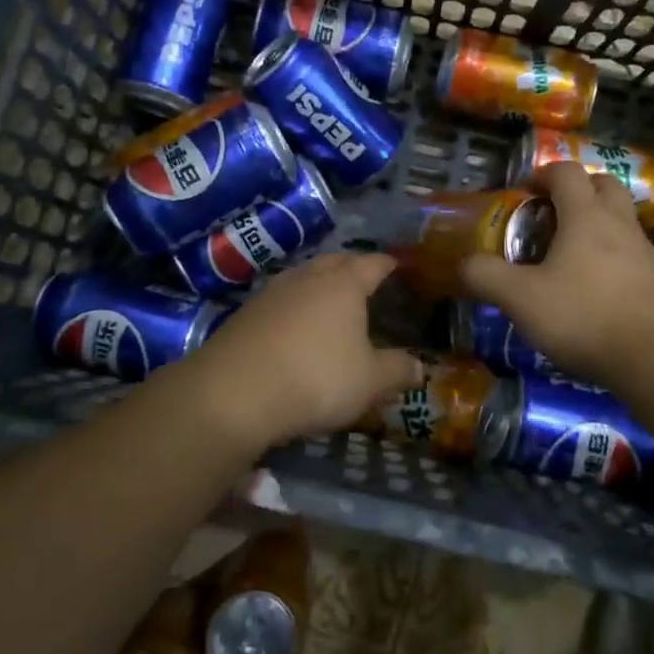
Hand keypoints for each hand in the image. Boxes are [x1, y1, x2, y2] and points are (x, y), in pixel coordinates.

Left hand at [191, 252, 421, 447]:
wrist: (233, 392)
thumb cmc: (315, 378)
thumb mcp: (369, 382)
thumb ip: (397, 370)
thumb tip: (419, 366)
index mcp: (344, 284)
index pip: (373, 263)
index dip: (388, 264)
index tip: (398, 266)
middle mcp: (308, 278)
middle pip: (335, 261)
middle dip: (353, 267)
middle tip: (366, 279)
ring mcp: (272, 292)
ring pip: (304, 277)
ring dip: (320, 284)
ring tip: (332, 301)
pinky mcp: (246, 313)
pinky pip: (281, 299)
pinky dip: (296, 306)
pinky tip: (296, 326)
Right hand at [461, 162, 653, 389]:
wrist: (651, 358)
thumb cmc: (582, 316)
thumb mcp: (520, 299)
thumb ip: (486, 276)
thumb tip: (465, 264)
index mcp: (585, 215)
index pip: (566, 172)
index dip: (543, 174)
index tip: (524, 192)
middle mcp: (618, 222)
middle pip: (603, 183)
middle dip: (577, 188)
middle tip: (552, 211)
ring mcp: (642, 250)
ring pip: (620, 215)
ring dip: (596, 219)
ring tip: (569, 249)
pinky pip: (630, 248)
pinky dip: (611, 250)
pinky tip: (592, 281)